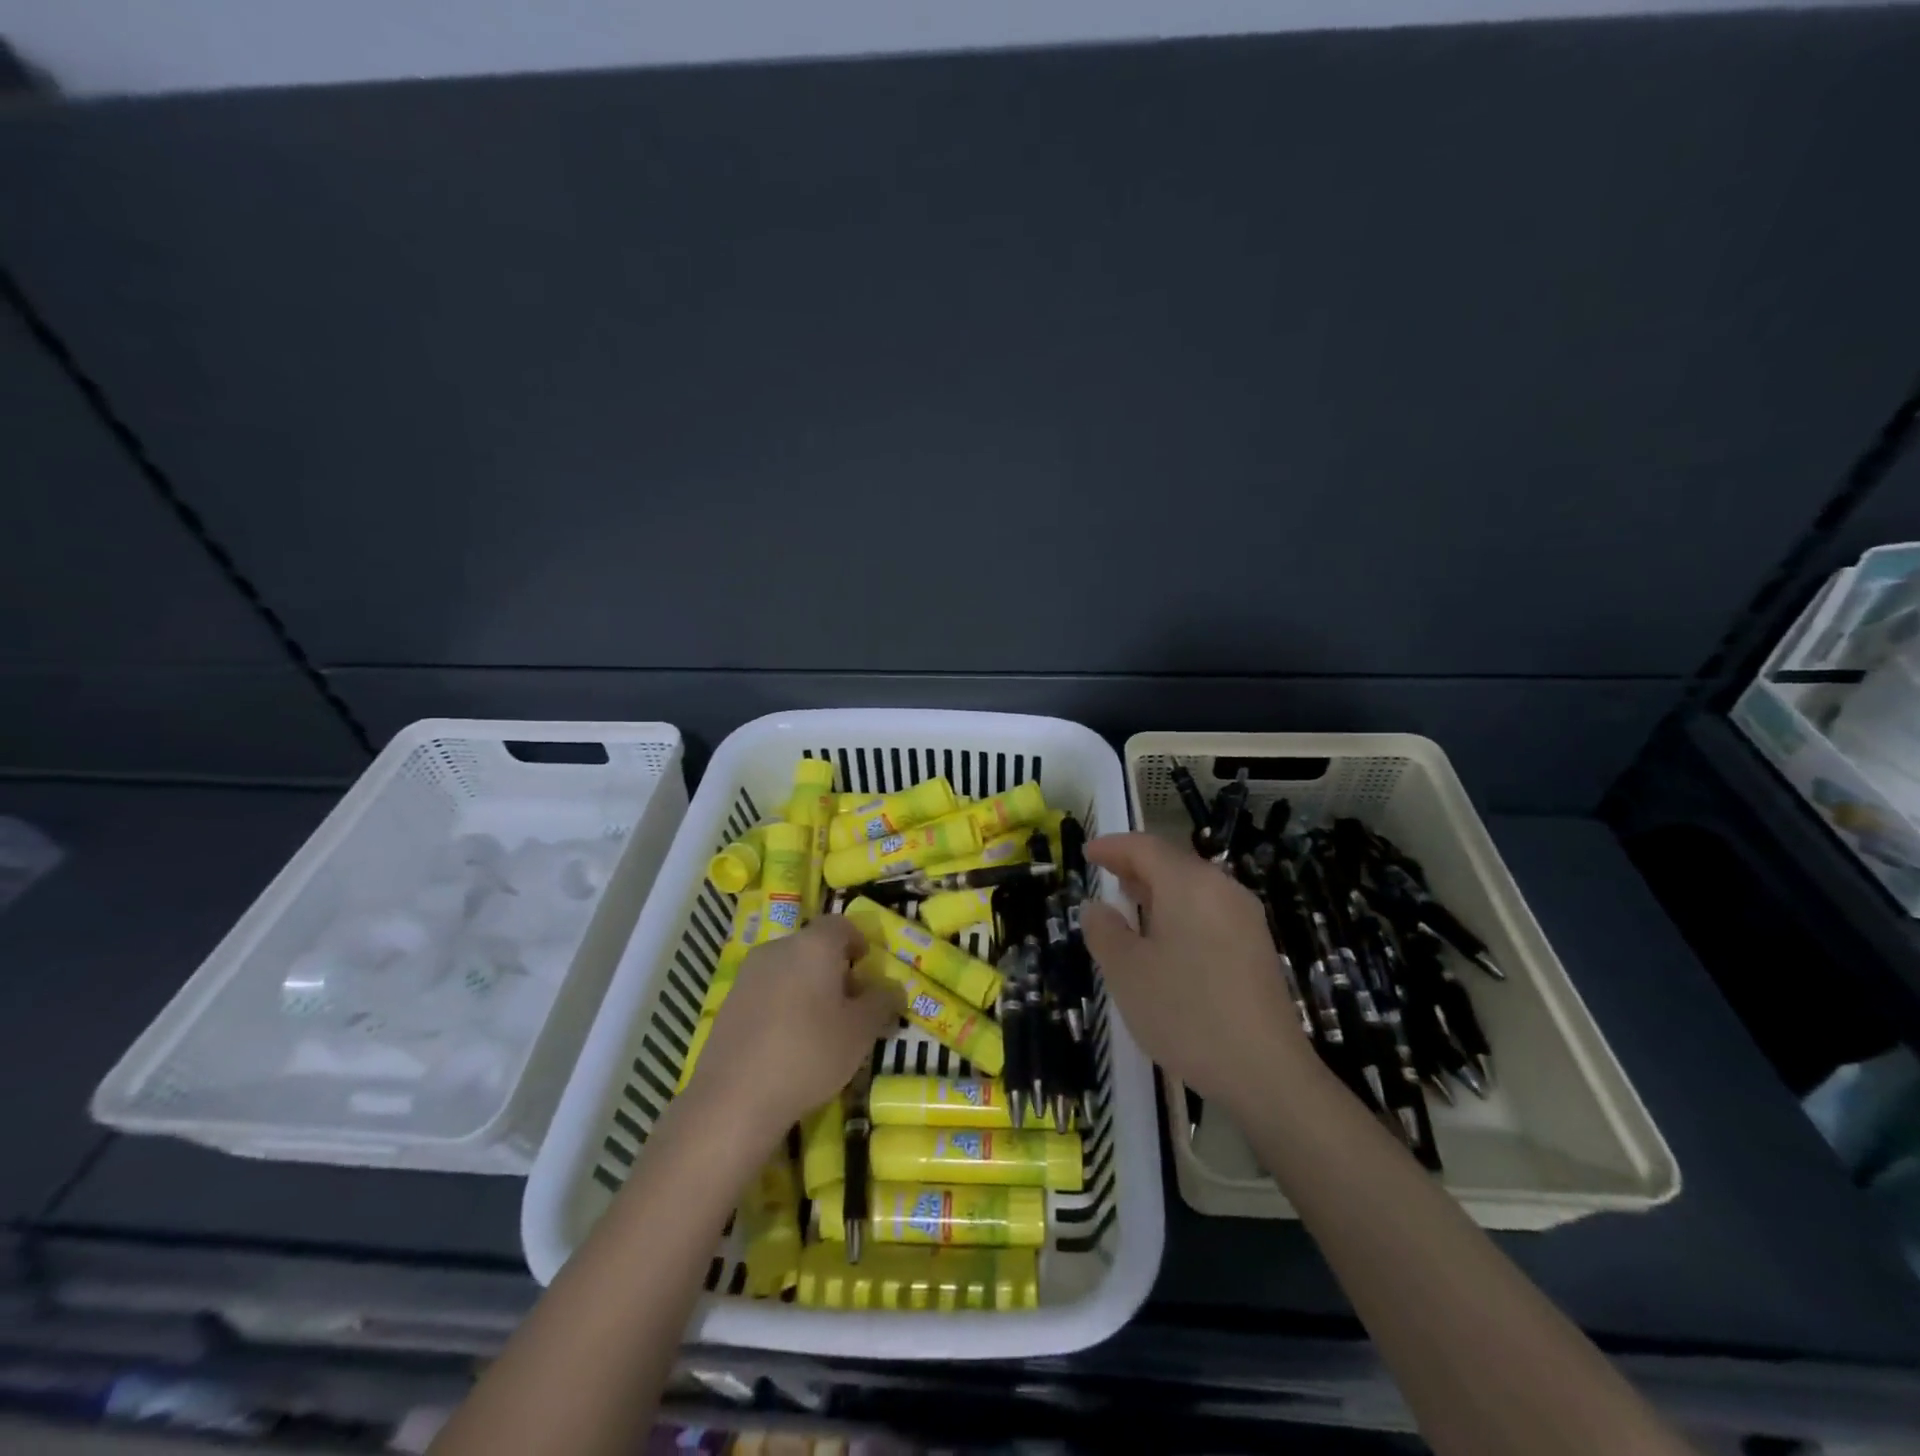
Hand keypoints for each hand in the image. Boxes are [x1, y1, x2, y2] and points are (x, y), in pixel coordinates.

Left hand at [682, 915, 903, 1146]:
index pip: (841, 925)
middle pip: (813, 947)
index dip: (859, 942)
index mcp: (813, 945)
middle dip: (835, 970)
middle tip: (850, 1006)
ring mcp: (748, 975)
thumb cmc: (810, 1053)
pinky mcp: (729, 1003)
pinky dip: (783, 1005)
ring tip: (821, 1028)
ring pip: (789, 970)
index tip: (868, 970)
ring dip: (808, 988)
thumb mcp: (861, 1031)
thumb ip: (882, 1002)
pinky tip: (788, 1043)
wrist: (735, 1097)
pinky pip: (767, 991)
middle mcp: (778, 949)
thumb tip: (893, 988)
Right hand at [1081, 833, 1314, 1110]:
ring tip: (1129, 904)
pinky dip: (1180, 910)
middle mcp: (1222, 889)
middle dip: (1136, 865)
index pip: (1145, 847)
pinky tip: (1165, 938)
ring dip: (1158, 889)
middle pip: (1173, 862)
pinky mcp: (1257, 947)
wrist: (1265, 1072)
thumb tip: (1096, 907)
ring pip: (1193, 887)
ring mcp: (1245, 918)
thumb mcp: (1126, 972)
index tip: (1087, 852)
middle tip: (1104, 875)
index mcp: (1189, 884)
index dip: (1112, 846)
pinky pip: (1210, 910)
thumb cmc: (1185, 1013)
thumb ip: (1104, 931)